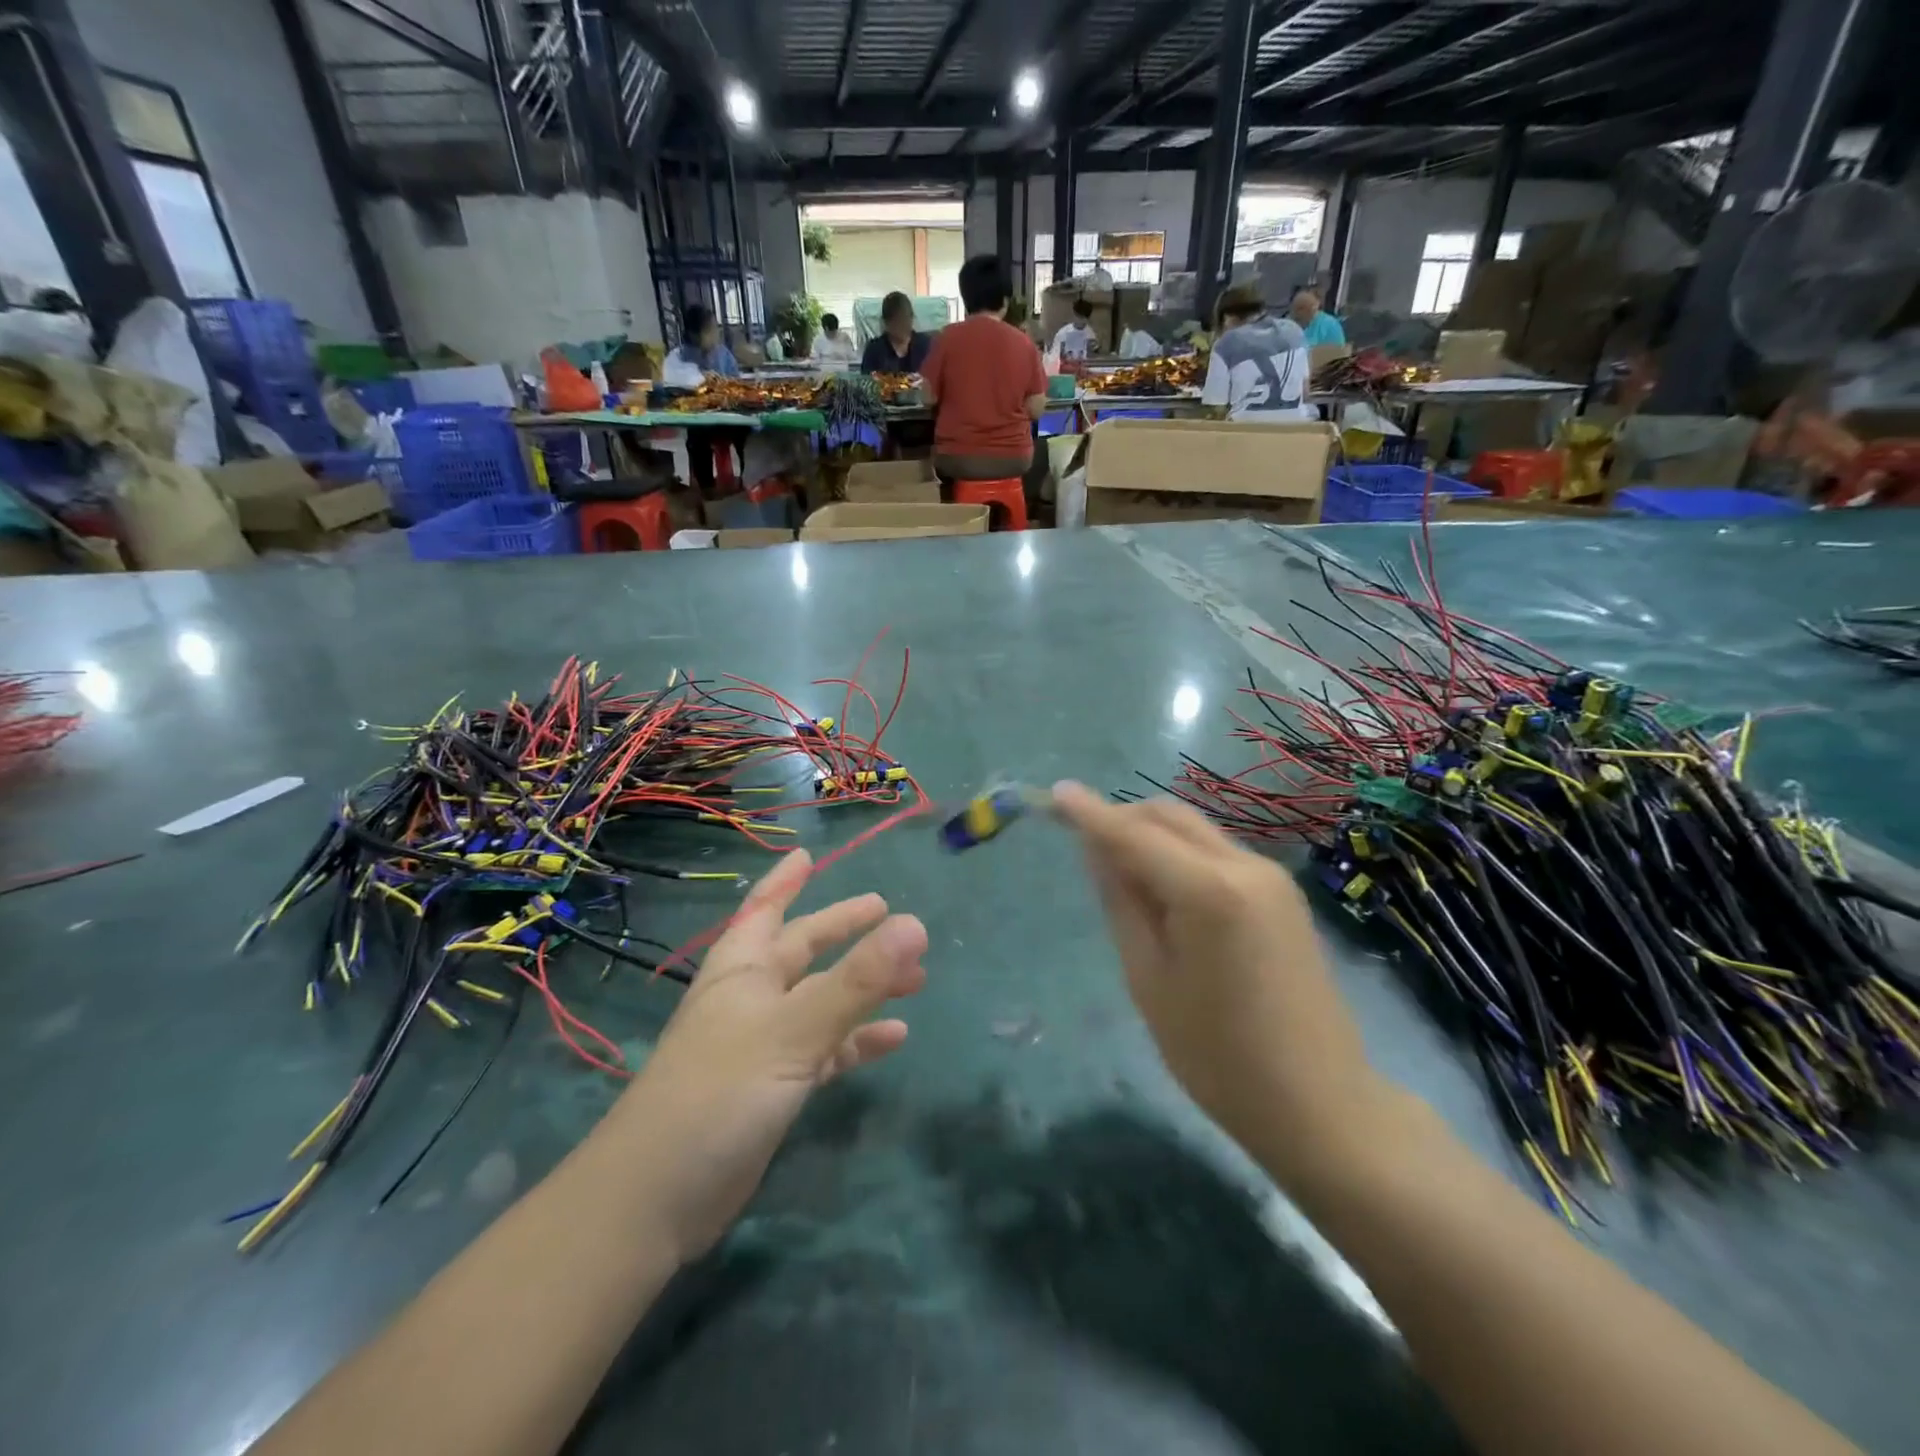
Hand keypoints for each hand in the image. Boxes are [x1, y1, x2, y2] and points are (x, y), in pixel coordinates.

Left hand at [607, 849, 926, 1259]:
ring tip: (916, 978)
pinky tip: (895, 1039)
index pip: (765, 910)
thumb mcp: (794, 1029)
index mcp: (744, 970)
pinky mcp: (773, 1087)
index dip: (785, 880)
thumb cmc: (719, 1092)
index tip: (807, 854)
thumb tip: (915, 924)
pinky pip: (825, 1049)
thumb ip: (857, 980)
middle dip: (843, 931)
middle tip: (887, 912)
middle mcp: (752, 998)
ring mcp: (762, 1044)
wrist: (655, 1199)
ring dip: (863, 988)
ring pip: (821, 1000)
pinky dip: (857, 1041)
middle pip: (803, 951)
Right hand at [1052, 782, 1385, 1183]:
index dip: (1091, 813)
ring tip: (1118, 873)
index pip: (1135, 834)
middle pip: (1169, 817)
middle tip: (1081, 842)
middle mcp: (1245, 866)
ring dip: (1151, 835)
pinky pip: (1217, 853)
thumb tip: (1097, 849)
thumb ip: (1122, 902)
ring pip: (1194, 831)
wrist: (1320, 1103)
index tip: (1057, 792)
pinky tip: (1164, 890)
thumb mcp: (1150, 979)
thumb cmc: (1218, 1056)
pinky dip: (1180, 855)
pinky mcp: (1282, 894)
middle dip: (1122, 818)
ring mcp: (1270, 877)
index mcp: (1209, 890)